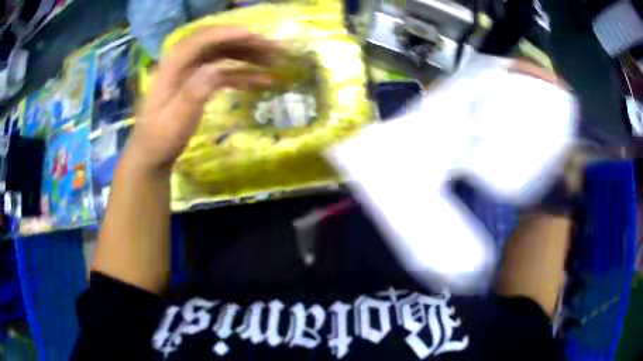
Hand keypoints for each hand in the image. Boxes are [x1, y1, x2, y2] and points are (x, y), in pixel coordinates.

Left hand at [128, 26, 279, 172]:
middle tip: (271, 48)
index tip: (253, 35)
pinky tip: (261, 80)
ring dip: (246, 54)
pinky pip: (223, 71)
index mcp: (171, 67)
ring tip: (272, 60)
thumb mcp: (174, 121)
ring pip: (221, 54)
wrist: (153, 153)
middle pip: (214, 42)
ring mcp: (191, 71)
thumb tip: (216, 70)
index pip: (199, 41)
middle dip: (243, 41)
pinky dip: (242, 73)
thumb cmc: (161, 139)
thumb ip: (193, 93)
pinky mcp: (199, 81)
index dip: (226, 34)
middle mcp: (181, 63)